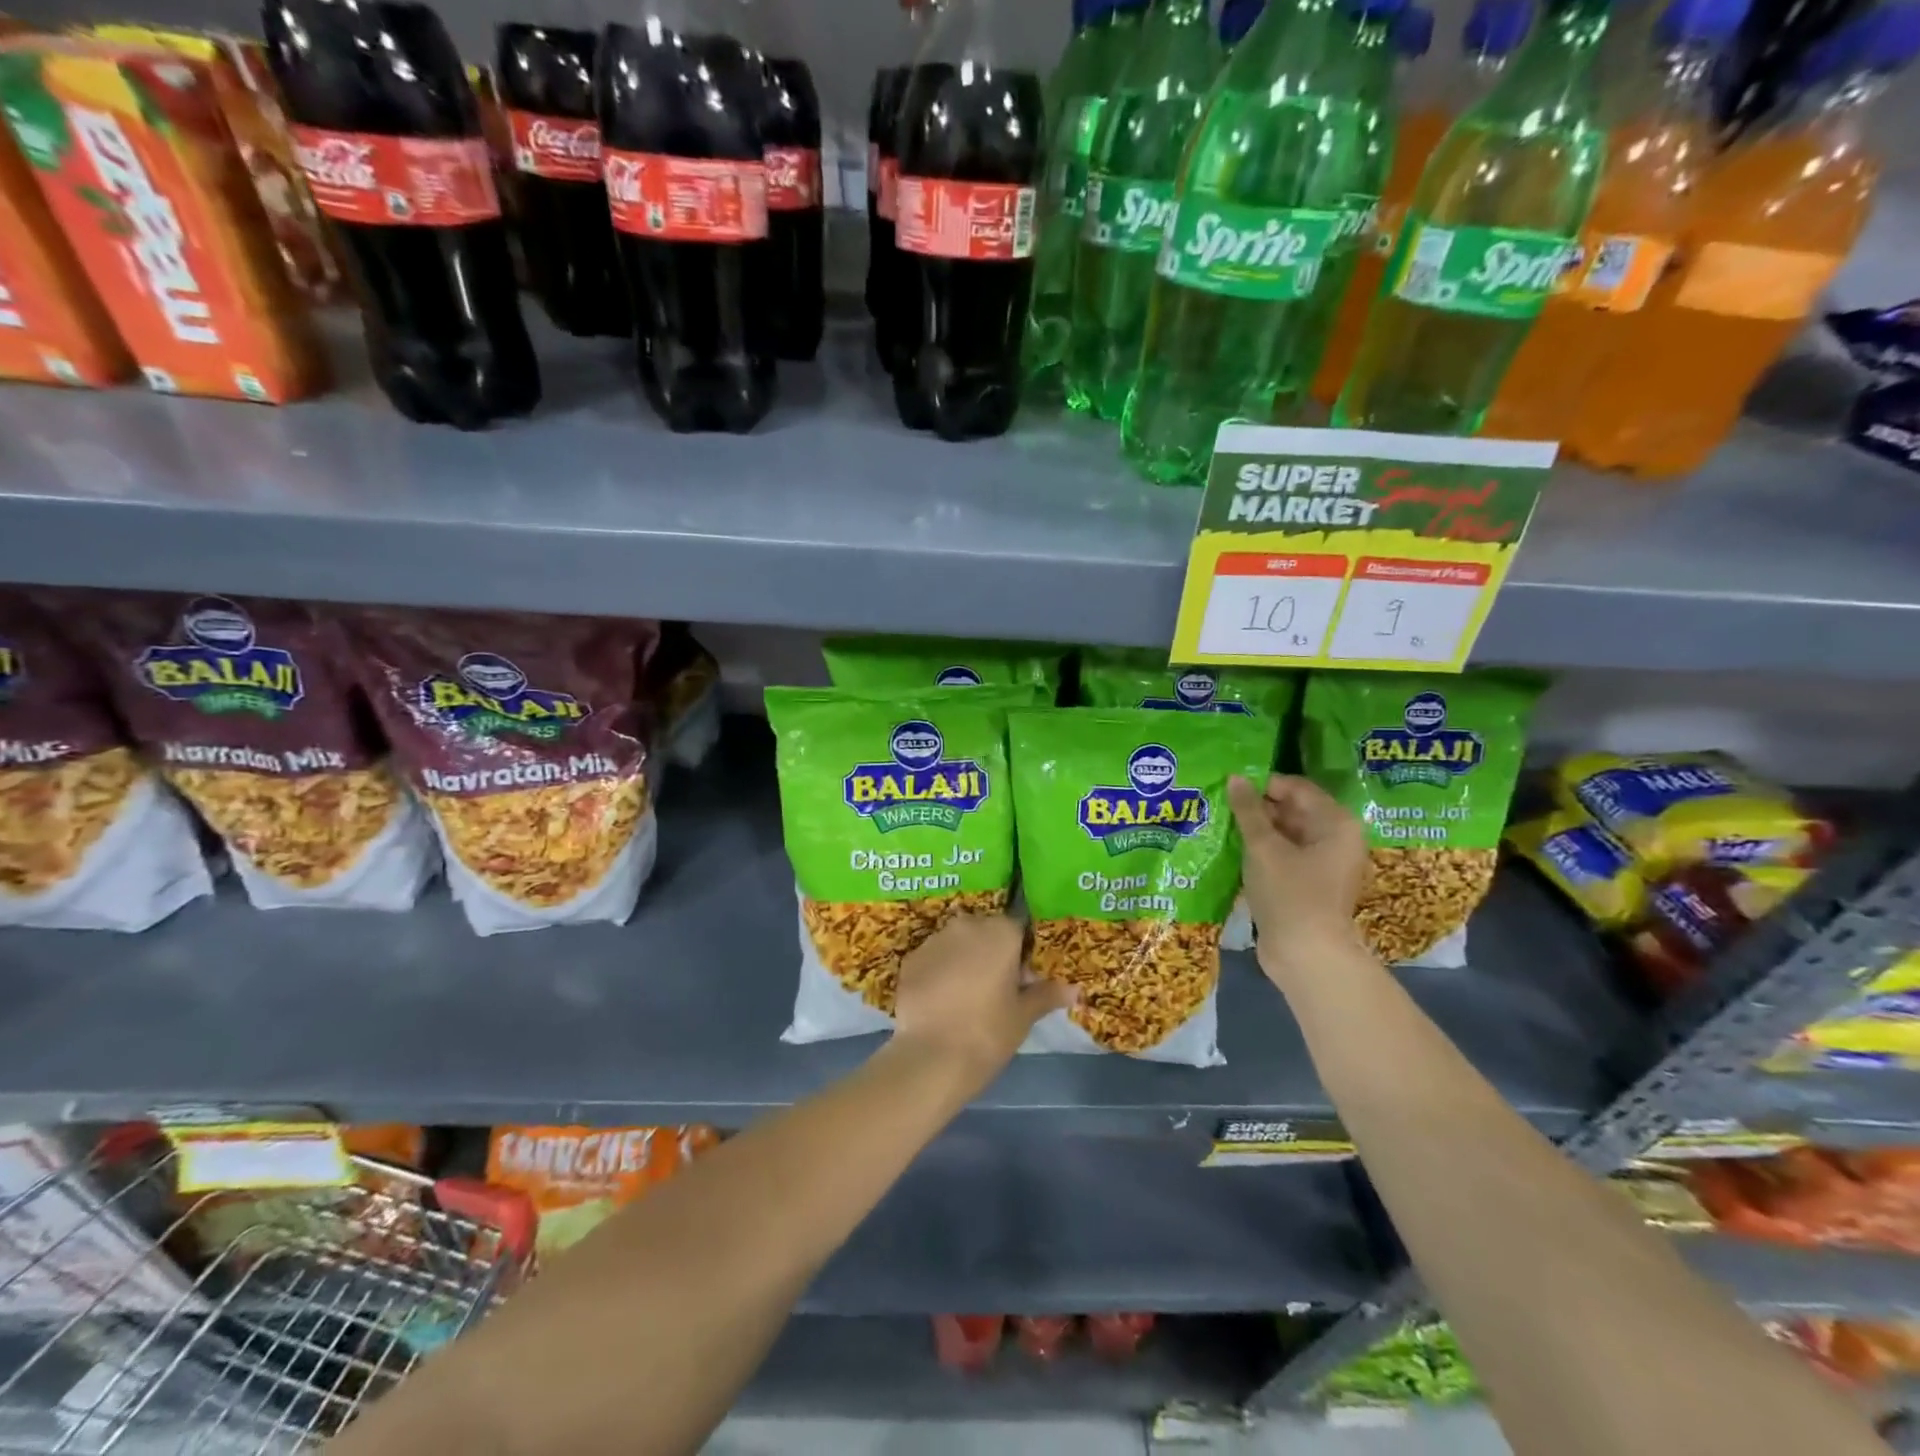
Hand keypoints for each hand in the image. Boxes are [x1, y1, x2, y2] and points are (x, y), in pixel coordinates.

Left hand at [890, 913, 1072, 1091]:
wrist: (932, 1057)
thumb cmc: (988, 1032)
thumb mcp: (1023, 1016)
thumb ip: (1046, 995)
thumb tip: (1073, 989)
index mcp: (999, 932)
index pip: (1017, 928)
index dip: (1021, 952)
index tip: (1022, 979)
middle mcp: (966, 926)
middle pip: (984, 931)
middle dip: (991, 952)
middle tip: (996, 989)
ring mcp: (934, 941)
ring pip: (956, 943)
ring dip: (963, 960)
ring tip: (966, 997)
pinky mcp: (910, 960)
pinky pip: (932, 959)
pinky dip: (938, 973)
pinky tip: (941, 1002)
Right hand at [1229, 773, 1370, 982]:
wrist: (1306, 956)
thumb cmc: (1290, 894)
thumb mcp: (1264, 848)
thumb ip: (1249, 810)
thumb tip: (1235, 778)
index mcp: (1336, 823)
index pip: (1297, 788)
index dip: (1263, 784)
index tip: (1229, 786)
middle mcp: (1336, 839)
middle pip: (1293, 810)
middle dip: (1258, 807)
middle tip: (1220, 804)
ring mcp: (1324, 864)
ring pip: (1286, 834)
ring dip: (1256, 830)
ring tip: (1221, 824)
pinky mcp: (1309, 884)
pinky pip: (1284, 856)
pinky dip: (1262, 851)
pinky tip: (1233, 850)